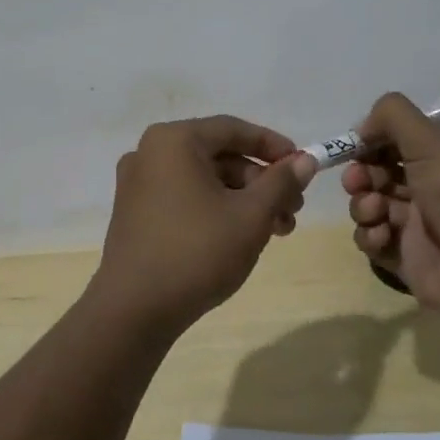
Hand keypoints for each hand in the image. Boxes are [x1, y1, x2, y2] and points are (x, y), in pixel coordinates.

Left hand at [94, 115, 318, 327]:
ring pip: (204, 180)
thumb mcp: (250, 216)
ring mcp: (138, 184)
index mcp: (173, 141)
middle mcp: (150, 153)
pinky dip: (217, 209)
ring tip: (277, 230)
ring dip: (244, 199)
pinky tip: (242, 237)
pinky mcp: (136, 213)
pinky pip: (185, 197)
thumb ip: (281, 182)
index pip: (233, 129)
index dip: (273, 146)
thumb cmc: (197, 252)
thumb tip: (306, 160)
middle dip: (262, 181)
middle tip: (294, 209)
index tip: (303, 165)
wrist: (134, 311)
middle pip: (219, 156)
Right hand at [342, 92, 439, 324]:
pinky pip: (374, 240)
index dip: (374, 142)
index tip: (356, 145)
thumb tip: (362, 128)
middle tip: (358, 181)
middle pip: (380, 174)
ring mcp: (418, 226)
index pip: (400, 142)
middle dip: (362, 174)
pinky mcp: (406, 258)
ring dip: (364, 204)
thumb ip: (392, 116)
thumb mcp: (431, 140)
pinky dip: (370, 236)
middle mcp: (433, 189)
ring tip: (375, 210)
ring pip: (372, 206)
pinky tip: (382, 236)